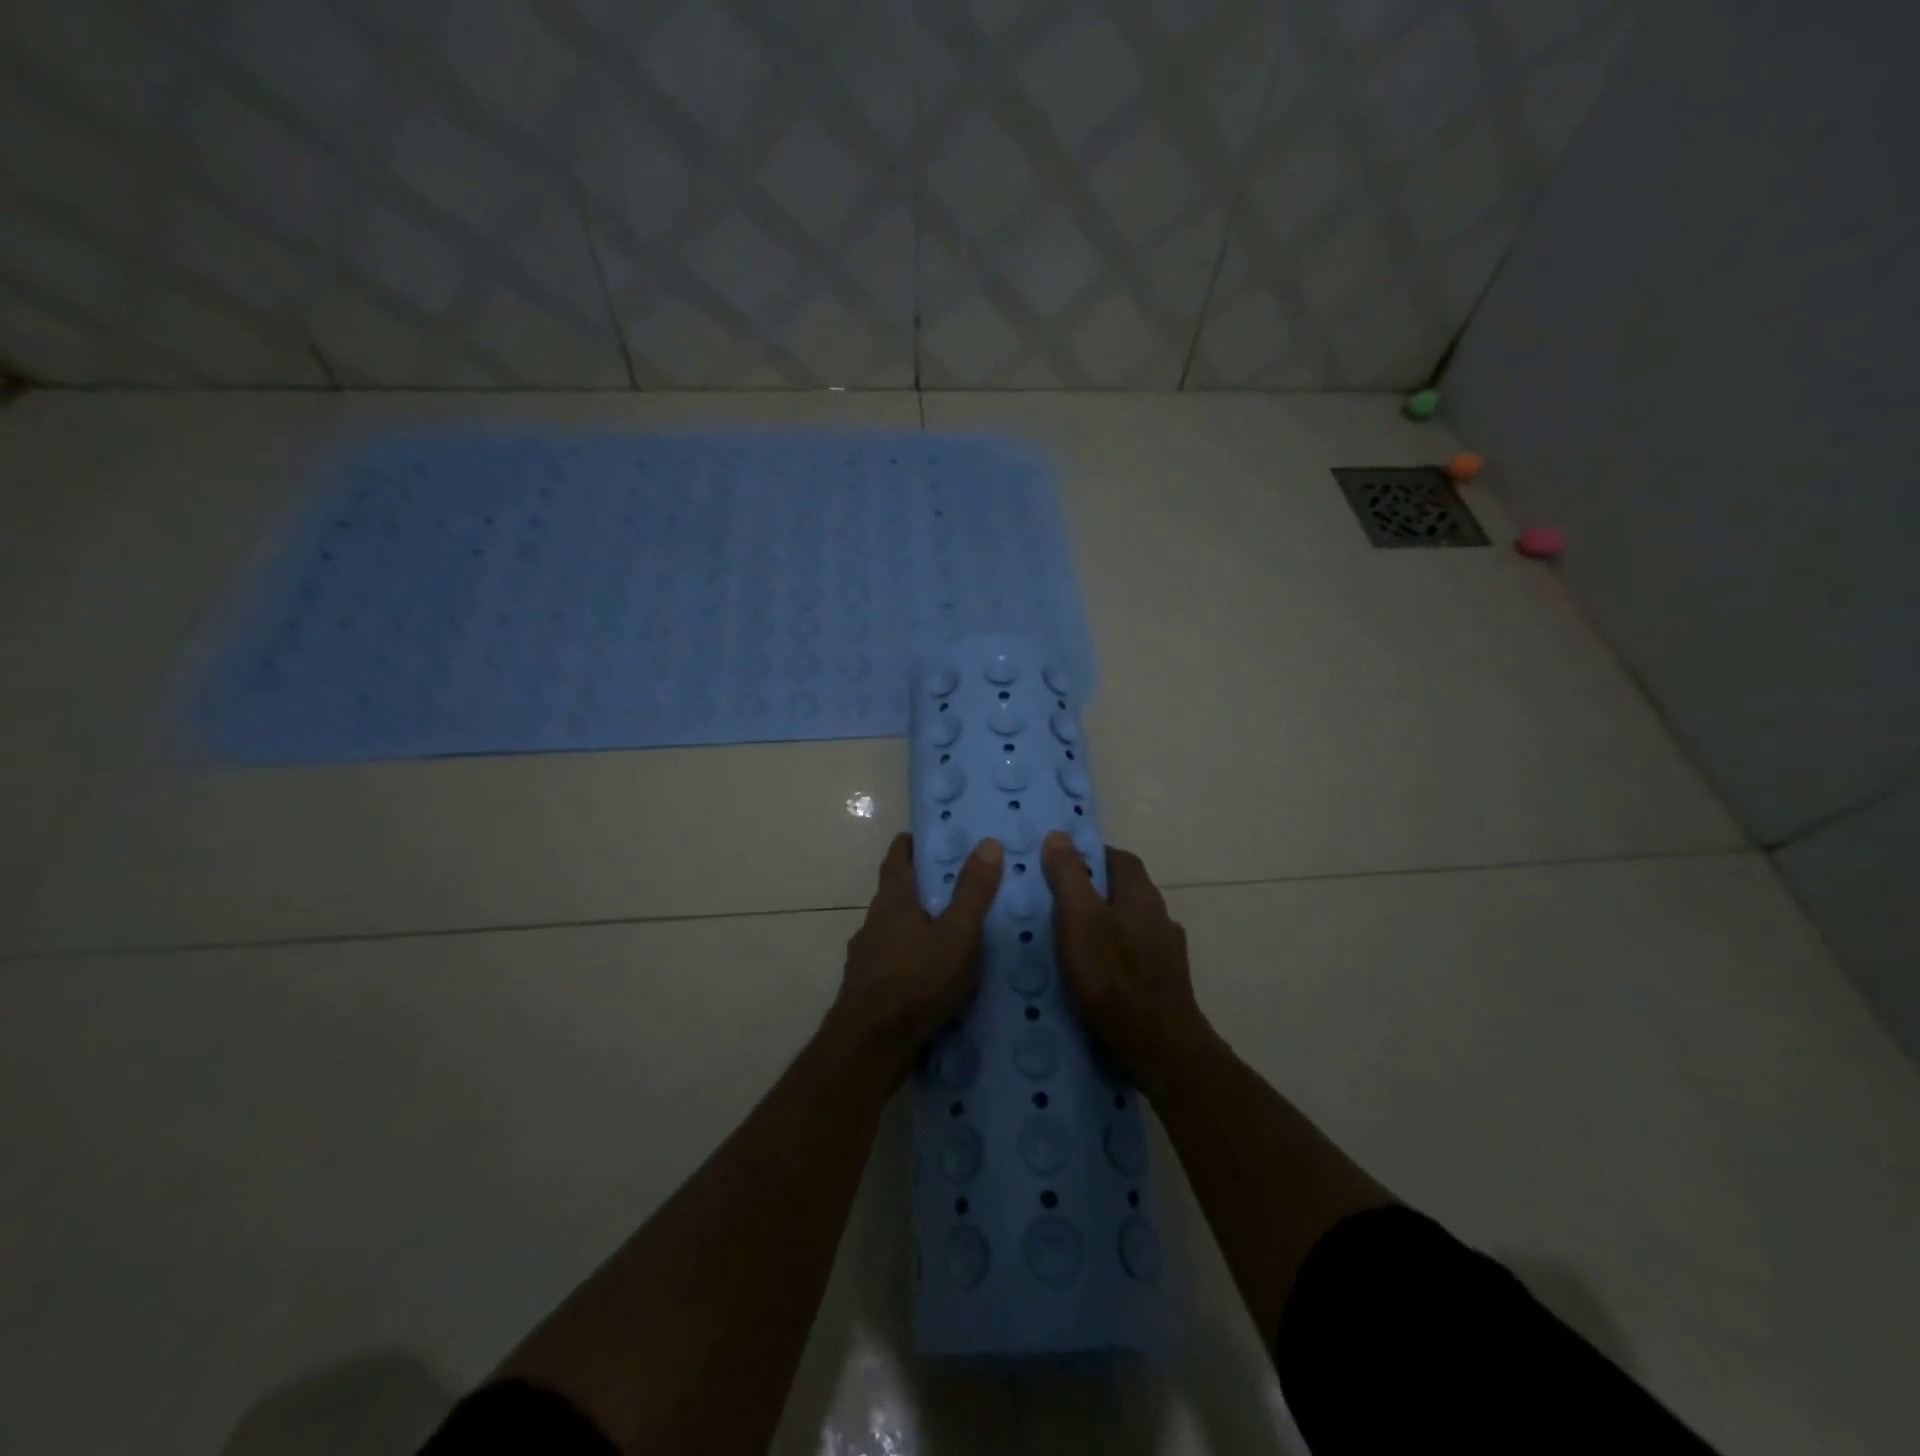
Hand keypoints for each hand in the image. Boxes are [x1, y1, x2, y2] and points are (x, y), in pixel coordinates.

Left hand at [835, 832, 1003, 1077]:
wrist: (869, 1048)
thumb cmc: (916, 982)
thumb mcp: (958, 935)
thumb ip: (973, 891)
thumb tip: (988, 843)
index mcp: (892, 902)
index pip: (897, 859)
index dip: (910, 844)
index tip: (926, 835)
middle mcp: (873, 924)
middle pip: (895, 894)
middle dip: (920, 885)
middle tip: (953, 882)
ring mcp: (867, 959)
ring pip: (894, 931)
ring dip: (916, 925)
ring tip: (949, 930)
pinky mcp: (868, 990)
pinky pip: (894, 962)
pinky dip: (912, 958)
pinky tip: (932, 975)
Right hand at [1041, 831, 1206, 1089]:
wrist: (1159, 1046)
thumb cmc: (1113, 976)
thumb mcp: (1079, 919)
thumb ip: (1068, 876)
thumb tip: (1059, 835)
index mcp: (1141, 895)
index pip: (1119, 858)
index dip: (1091, 856)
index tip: (1062, 864)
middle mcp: (1160, 916)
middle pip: (1127, 890)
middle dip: (1096, 890)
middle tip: (1060, 903)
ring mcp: (1167, 952)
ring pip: (1133, 924)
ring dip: (1107, 924)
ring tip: (1074, 940)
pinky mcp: (1166, 983)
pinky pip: (1136, 955)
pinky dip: (1116, 954)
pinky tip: (1098, 973)